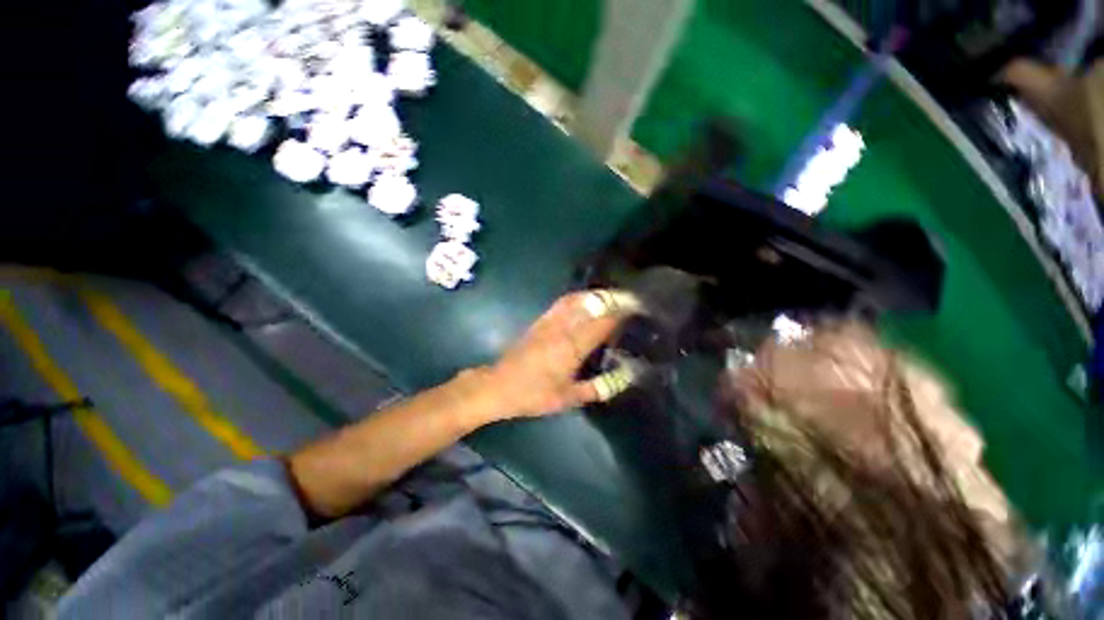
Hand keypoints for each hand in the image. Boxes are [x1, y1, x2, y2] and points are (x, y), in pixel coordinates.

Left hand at [481, 291, 632, 418]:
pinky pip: (563, 302)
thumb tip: (627, 376)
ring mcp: (550, 321)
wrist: (500, 386)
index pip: (604, 321)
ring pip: (577, 299)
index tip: (640, 308)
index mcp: (573, 346)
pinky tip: (587, 301)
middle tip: (632, 299)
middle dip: (614, 298)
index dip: (623, 312)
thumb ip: (600, 387)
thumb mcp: (570, 398)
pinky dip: (580, 297)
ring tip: (614, 297)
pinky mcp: (541, 320)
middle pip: (592, 304)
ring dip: (598, 295)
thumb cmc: (535, 395)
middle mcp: (563, 327)